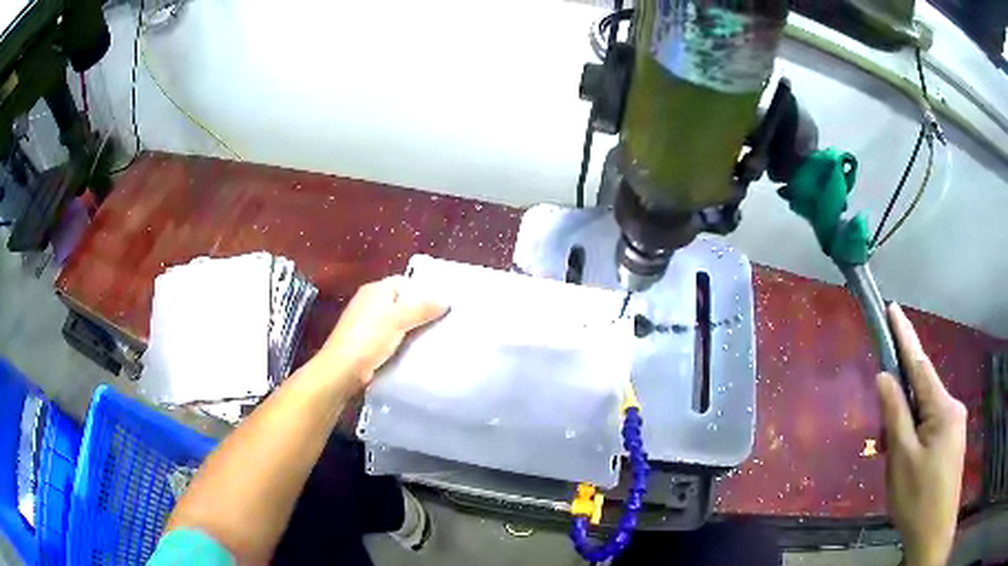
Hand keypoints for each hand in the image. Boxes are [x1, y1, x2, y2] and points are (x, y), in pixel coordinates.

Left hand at [311, 276, 447, 392]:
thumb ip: (422, 308)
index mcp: (375, 289)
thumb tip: (446, 301)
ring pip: (397, 320)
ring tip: (435, 335)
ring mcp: (367, 323)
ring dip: (412, 328)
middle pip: (401, 301)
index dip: (423, 290)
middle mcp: (370, 302)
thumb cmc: (369, 337)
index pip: (404, 282)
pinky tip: (416, 349)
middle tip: (443, 321)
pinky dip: (403, 341)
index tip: (443, 303)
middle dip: (420, 310)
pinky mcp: (367, 342)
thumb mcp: (399, 318)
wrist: (343, 369)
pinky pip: (391, 336)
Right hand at [877, 303, 966, 565]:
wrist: (933, 532)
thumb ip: (895, 415)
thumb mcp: (902, 459)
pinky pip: (930, 427)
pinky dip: (914, 437)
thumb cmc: (917, 498)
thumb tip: (885, 376)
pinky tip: (906, 462)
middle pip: (922, 393)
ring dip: (905, 428)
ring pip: (924, 414)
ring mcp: (954, 425)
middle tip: (882, 440)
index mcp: (942, 408)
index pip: (920, 364)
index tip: (893, 308)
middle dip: (900, 407)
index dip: (905, 336)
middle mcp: (952, 408)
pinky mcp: (952, 441)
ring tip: (893, 460)